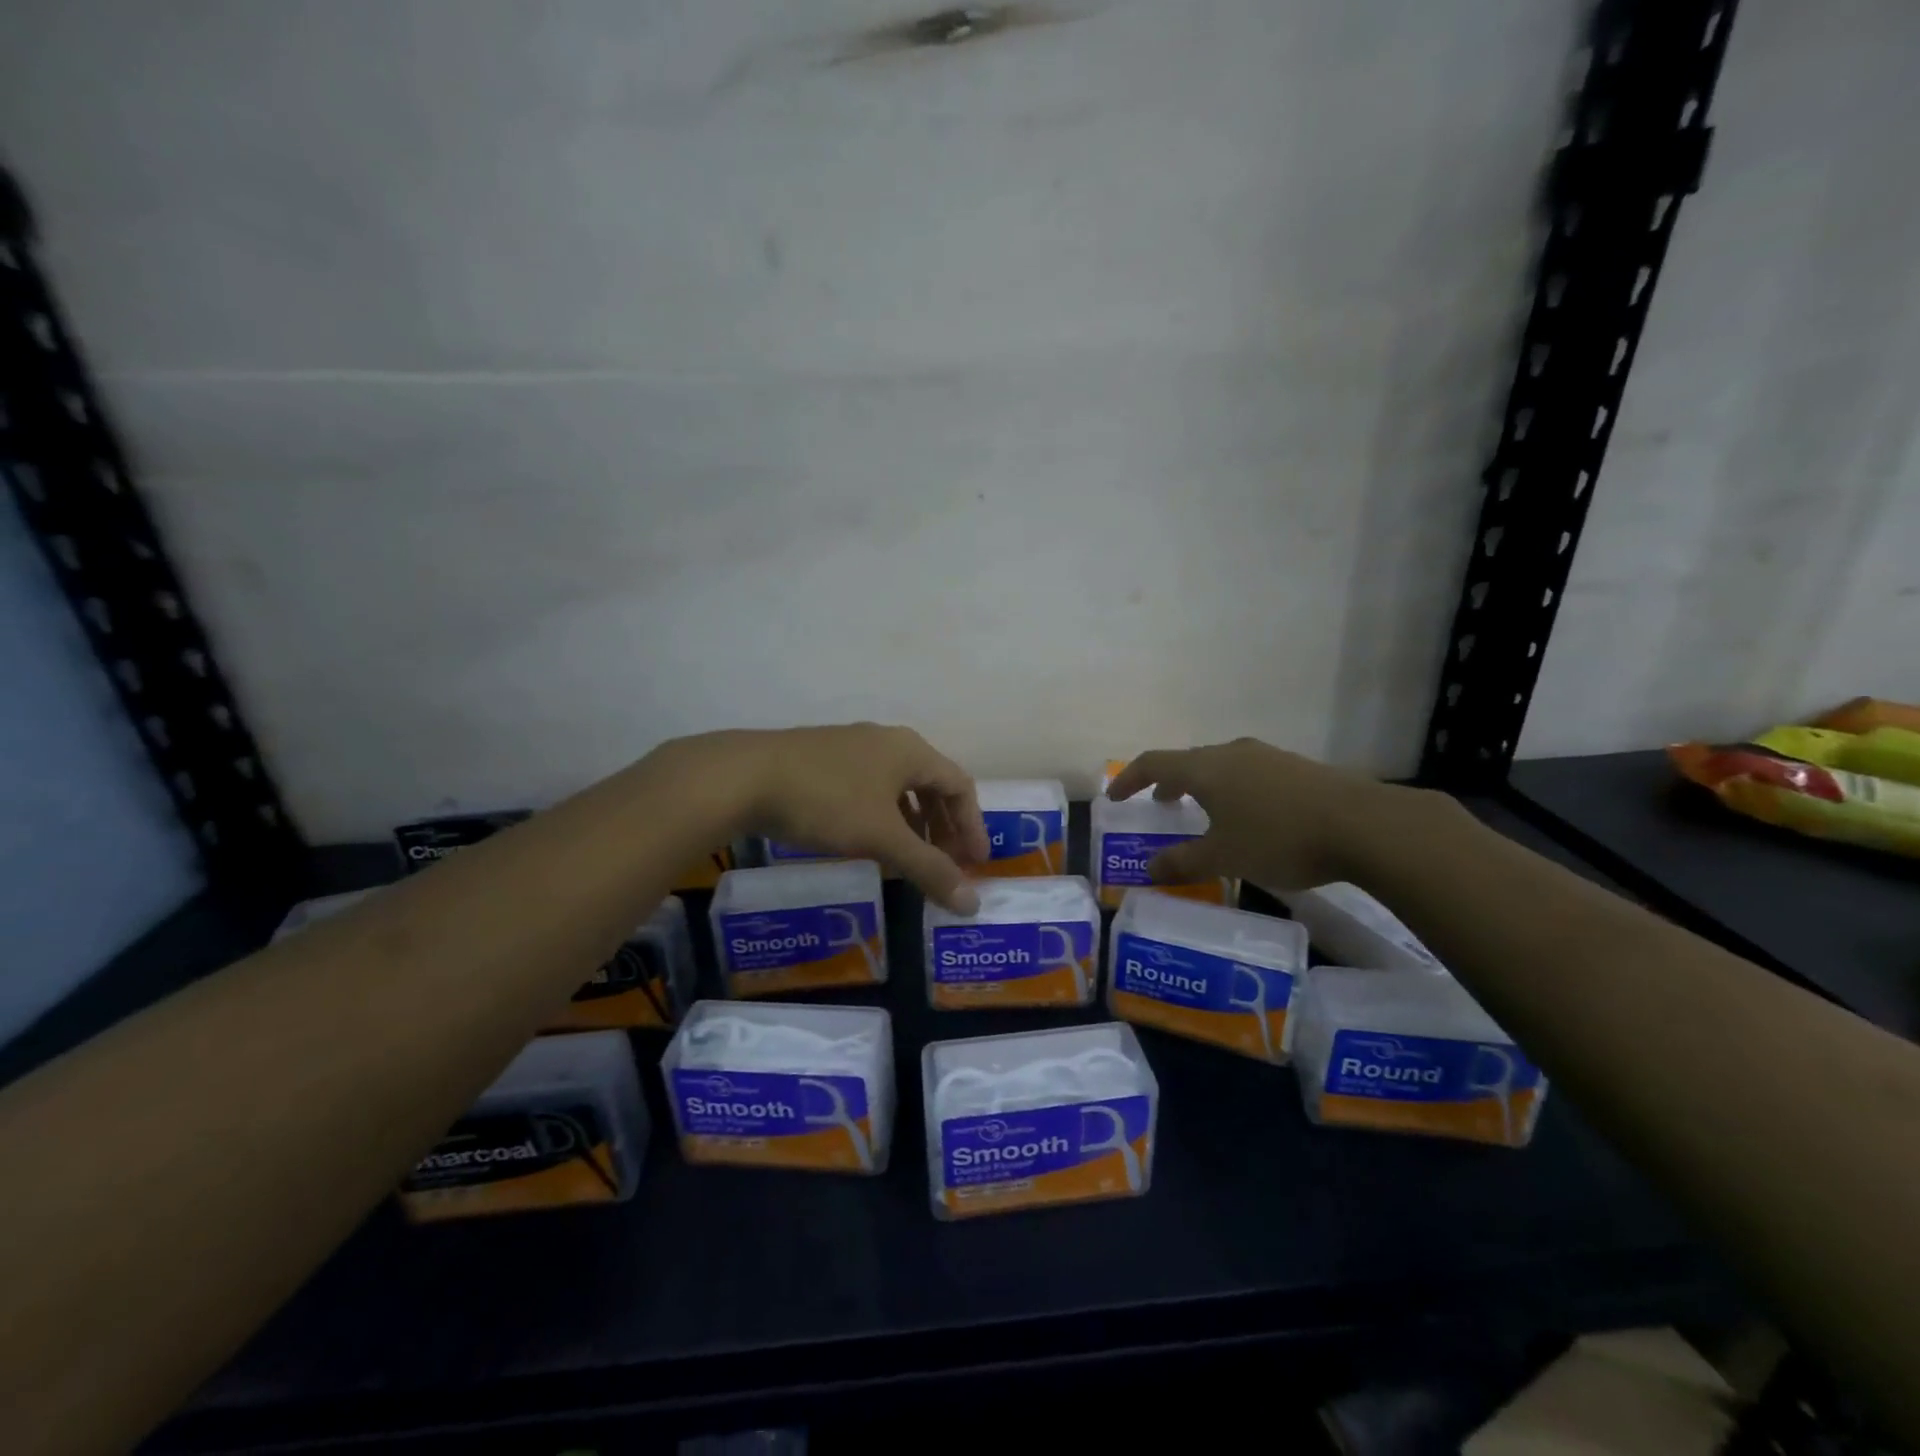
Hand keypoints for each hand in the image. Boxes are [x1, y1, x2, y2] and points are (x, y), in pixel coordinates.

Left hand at [660, 724, 989, 911]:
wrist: (744, 776)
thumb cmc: (826, 801)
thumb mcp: (882, 838)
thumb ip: (928, 869)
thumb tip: (971, 905)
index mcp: (910, 750)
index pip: (960, 785)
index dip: (973, 825)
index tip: (976, 863)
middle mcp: (886, 741)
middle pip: (931, 783)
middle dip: (944, 826)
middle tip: (947, 864)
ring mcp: (851, 746)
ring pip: (897, 786)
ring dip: (914, 823)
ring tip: (911, 857)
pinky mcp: (822, 759)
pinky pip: (869, 787)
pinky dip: (883, 816)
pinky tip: (868, 840)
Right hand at [1107, 738, 1422, 891]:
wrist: (1365, 825)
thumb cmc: (1279, 838)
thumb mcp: (1224, 857)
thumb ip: (1183, 863)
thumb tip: (1149, 871)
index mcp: (1206, 769)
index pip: (1154, 763)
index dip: (1129, 780)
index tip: (1115, 799)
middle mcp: (1232, 753)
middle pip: (1188, 761)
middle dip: (1168, 782)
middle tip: (1160, 805)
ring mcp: (1267, 757)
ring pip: (1221, 766)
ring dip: (1202, 785)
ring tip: (1203, 811)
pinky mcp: (1296, 767)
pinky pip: (1249, 773)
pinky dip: (1232, 789)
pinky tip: (1250, 816)